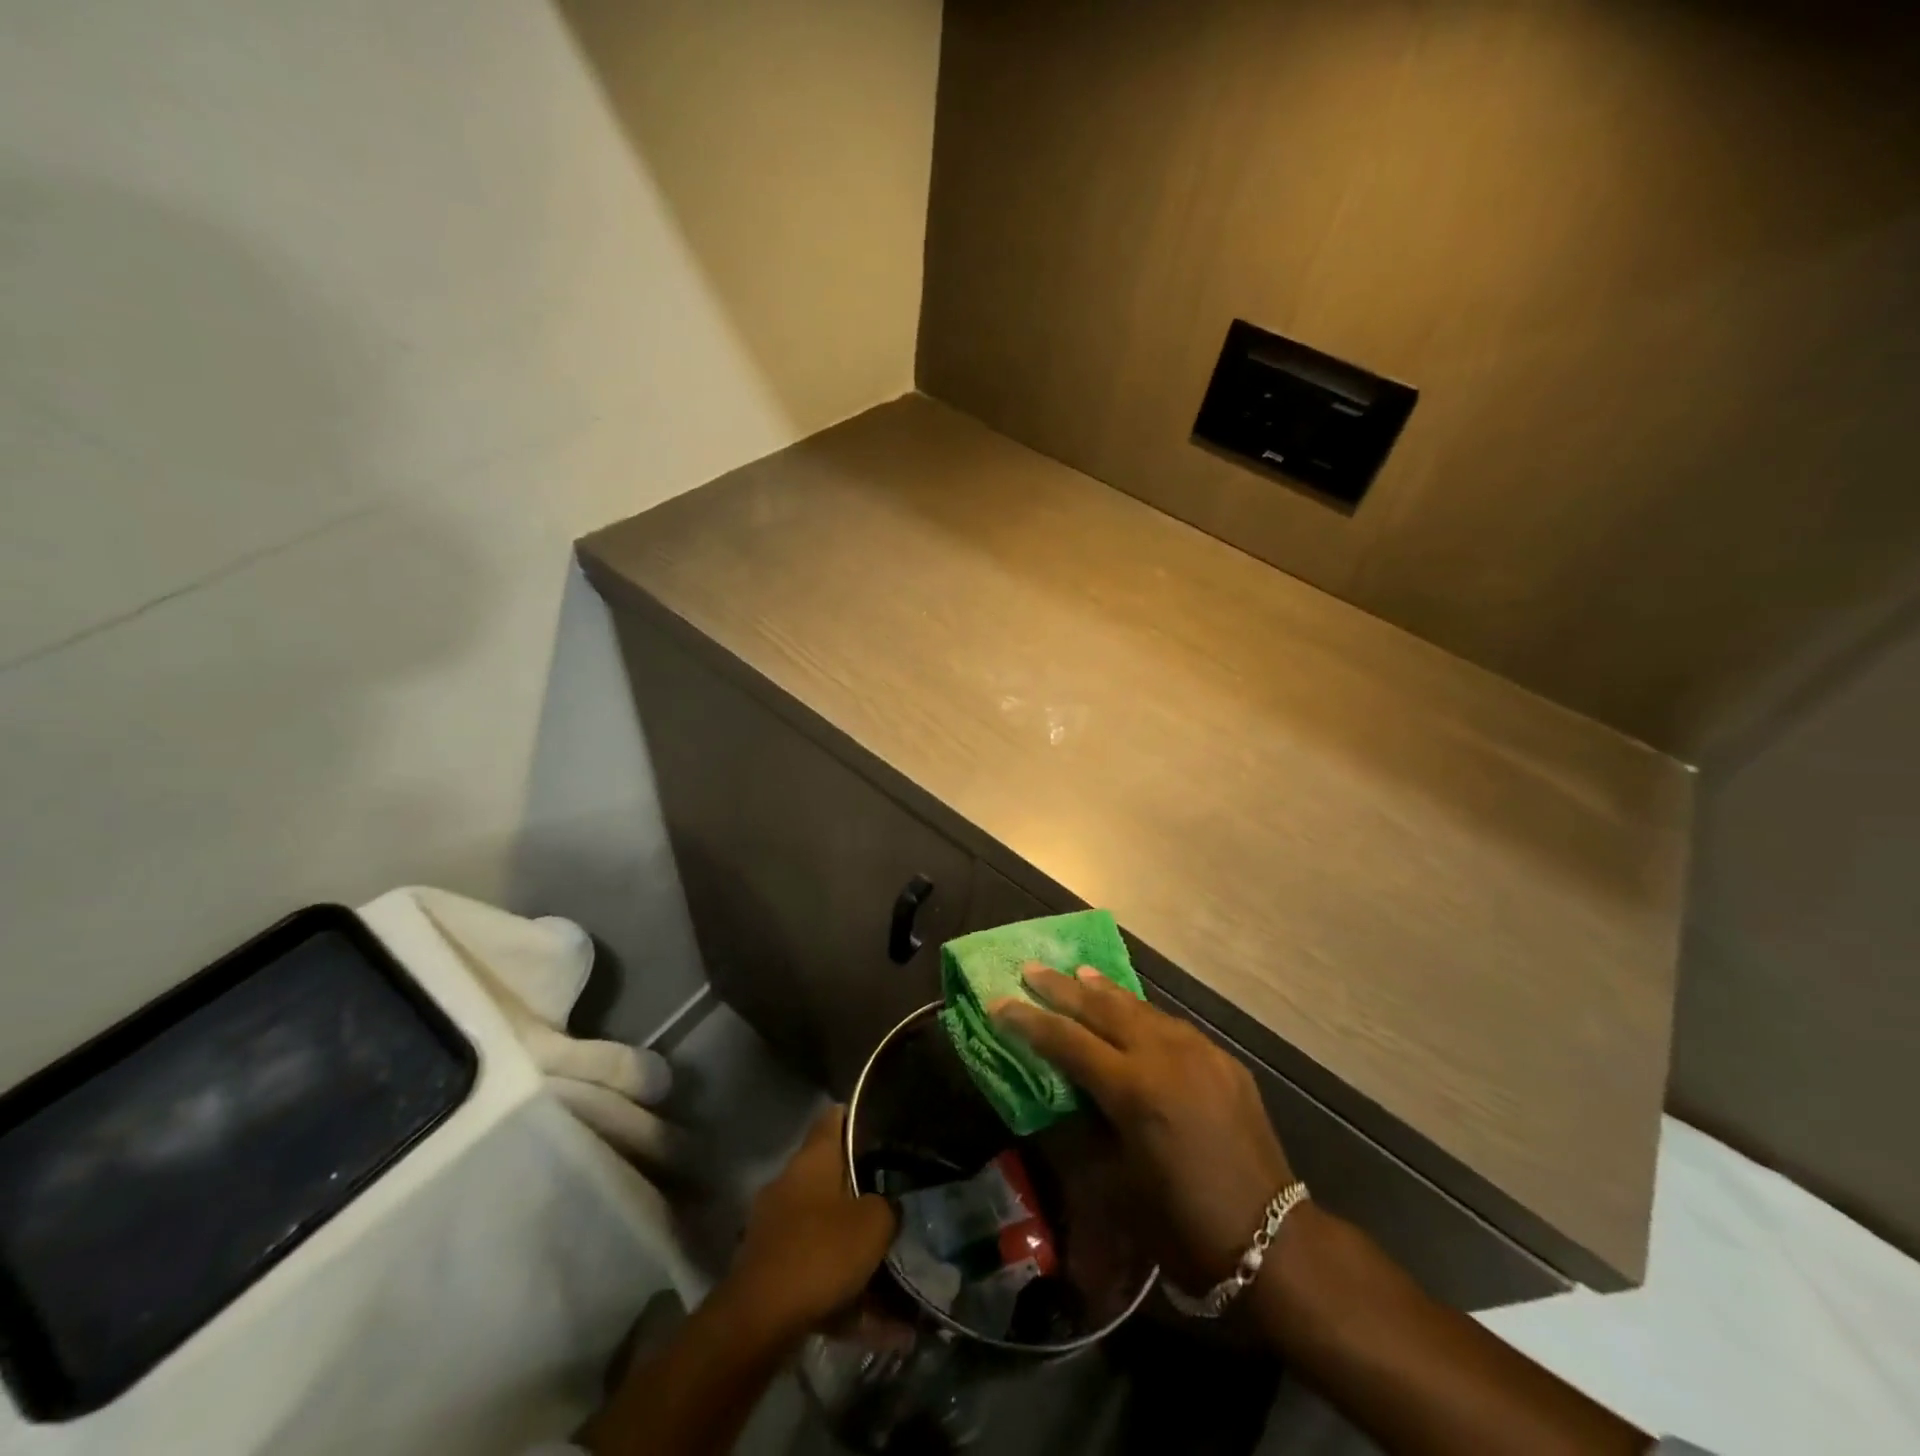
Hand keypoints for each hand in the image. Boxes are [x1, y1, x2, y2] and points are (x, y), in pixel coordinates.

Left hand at [730, 1106, 897, 1336]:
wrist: (758, 1322)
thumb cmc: (820, 1252)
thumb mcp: (874, 1224)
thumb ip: (887, 1208)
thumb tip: (887, 1206)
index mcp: (812, 1159)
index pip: (834, 1118)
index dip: (858, 1117)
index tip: (884, 1127)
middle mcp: (790, 1184)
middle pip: (832, 1177)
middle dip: (862, 1194)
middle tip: (895, 1207)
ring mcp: (776, 1228)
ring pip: (826, 1232)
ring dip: (857, 1256)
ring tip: (896, 1287)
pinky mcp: (770, 1271)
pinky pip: (817, 1275)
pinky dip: (846, 1298)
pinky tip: (883, 1331)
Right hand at [993, 965, 1293, 1286]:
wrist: (1272, 1238)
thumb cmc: (1182, 1222)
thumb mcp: (1117, 1180)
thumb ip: (1087, 1123)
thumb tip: (1066, 1089)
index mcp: (1134, 1088)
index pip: (1067, 1041)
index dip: (1029, 1021)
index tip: (999, 1001)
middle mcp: (1165, 1055)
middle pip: (1102, 1008)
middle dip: (1062, 988)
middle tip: (1031, 969)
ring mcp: (1199, 1051)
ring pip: (1140, 1007)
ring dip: (1104, 991)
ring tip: (1078, 973)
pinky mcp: (1223, 1059)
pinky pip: (1171, 1025)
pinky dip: (1141, 1013)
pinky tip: (1132, 1011)